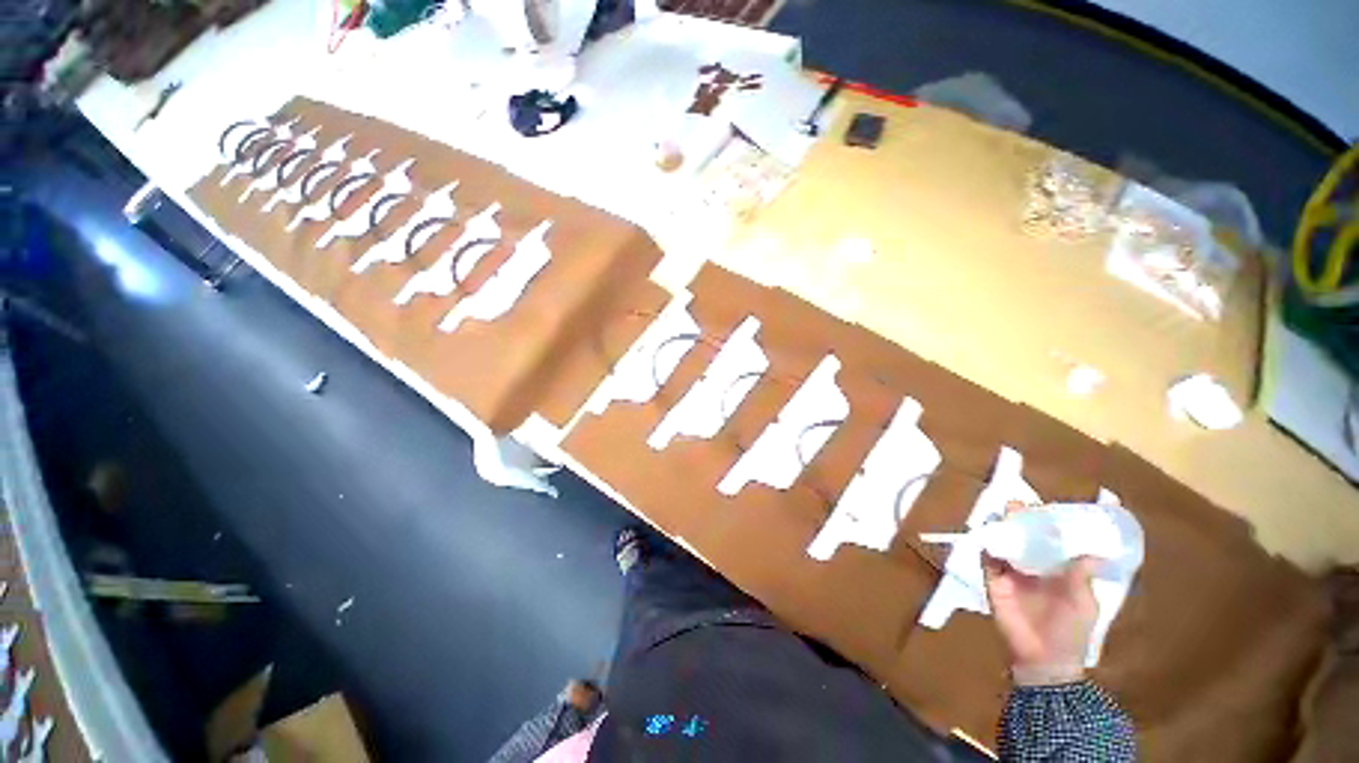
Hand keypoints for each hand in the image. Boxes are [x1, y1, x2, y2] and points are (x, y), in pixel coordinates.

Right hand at [983, 502, 1100, 685]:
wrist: (1044, 658)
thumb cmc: (1070, 630)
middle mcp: (1032, 566)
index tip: (1044, 508)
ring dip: (1000, 528)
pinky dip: (986, 545)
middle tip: (1018, 505)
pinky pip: (986, 558)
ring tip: (1002, 514)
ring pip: (1003, 543)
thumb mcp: (1083, 602)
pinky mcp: (993, 580)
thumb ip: (1082, 576)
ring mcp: (1010, 572)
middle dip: (1019, 520)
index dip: (1046, 524)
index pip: (1049, 541)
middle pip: (1023, 537)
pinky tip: (988, 534)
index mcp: (1057, 570)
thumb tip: (1094, 551)